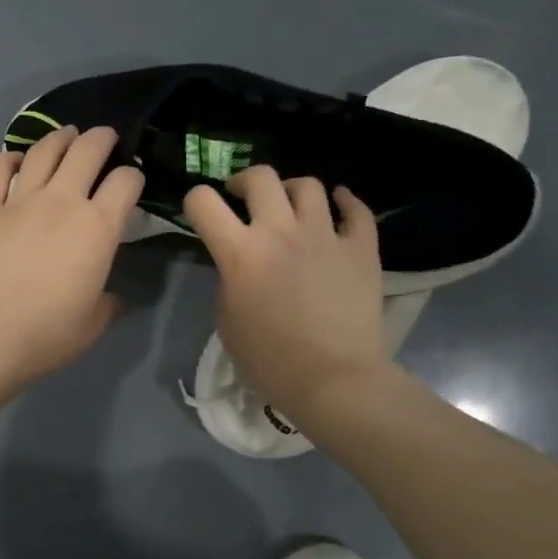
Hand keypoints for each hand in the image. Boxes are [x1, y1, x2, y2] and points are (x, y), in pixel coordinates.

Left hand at [0, 125, 143, 389]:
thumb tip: (109, 296)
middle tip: (105, 138)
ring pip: (44, 151)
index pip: (125, 182)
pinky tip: (15, 159)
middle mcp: (61, 202)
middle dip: (102, 138)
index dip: (133, 176)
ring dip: (60, 138)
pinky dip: (9, 158)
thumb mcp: (91, 324)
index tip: (131, 182)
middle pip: (87, 150)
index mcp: (97, 227)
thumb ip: (106, 302)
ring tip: (67, 136)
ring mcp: (18, 201)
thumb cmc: (45, 334)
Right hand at [182, 167, 389, 418]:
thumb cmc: (270, 361)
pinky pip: (356, 210)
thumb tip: (240, 266)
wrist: (335, 380)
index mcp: (240, 253)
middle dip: (243, 181)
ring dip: (291, 190)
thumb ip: (228, 282)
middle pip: (260, 177)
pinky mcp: (362, 249)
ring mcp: (326, 236)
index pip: (203, 202)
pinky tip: (338, 205)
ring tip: (289, 207)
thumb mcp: (227, 322)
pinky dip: (345, 202)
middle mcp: (281, 232)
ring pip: (308, 186)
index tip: (202, 213)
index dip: (195, 201)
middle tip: (242, 198)